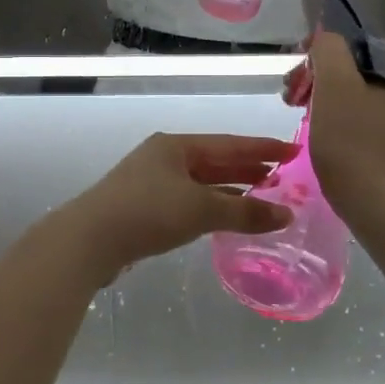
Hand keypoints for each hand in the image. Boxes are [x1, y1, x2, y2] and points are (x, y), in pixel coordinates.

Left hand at [51, 134, 296, 285]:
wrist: (89, 240)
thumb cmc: (148, 212)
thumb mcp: (201, 210)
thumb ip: (245, 212)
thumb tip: (287, 215)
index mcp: (176, 146)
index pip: (231, 143)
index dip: (264, 148)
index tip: (294, 151)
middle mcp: (164, 157)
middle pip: (215, 160)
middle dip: (248, 167)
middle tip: (282, 176)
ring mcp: (150, 181)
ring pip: (201, 182)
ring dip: (230, 189)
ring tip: (261, 196)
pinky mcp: (142, 207)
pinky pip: (188, 200)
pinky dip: (211, 205)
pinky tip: (224, 217)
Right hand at [283, 31, 384, 215]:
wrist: (372, 198)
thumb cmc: (350, 139)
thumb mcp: (335, 81)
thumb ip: (328, 47)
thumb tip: (323, 41)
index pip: (351, 39)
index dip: (318, 51)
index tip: (296, 75)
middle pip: (349, 64)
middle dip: (316, 74)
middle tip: (291, 97)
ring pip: (349, 88)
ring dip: (319, 93)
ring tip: (298, 112)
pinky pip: (353, 111)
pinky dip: (331, 113)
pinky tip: (317, 128)